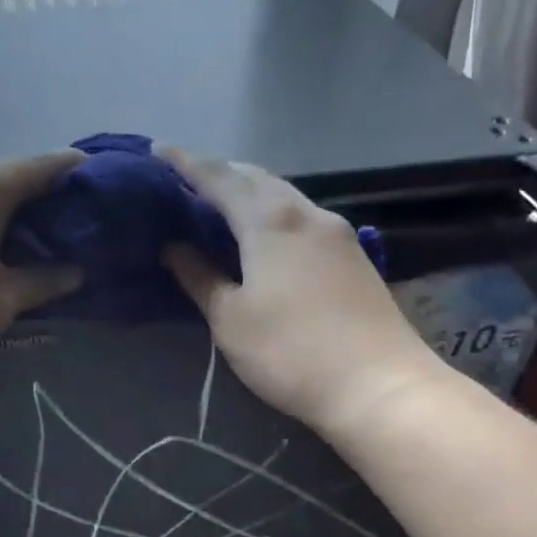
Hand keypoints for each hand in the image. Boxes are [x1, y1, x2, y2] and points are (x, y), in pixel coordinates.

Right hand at [159, 147, 441, 429]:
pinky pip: (301, 215)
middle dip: (219, 172)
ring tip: (219, 202)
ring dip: (249, 190)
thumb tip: (173, 247)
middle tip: (185, 178)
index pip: (219, 178)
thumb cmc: (290, 352)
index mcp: (270, 220)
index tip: (157, 151)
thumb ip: (199, 276)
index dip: (185, 163)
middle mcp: (305, 212)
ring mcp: (336, 232)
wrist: (380, 385)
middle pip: (256, 178)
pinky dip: (272, 211)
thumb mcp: (230, 318)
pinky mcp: (353, 254)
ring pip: (283, 195)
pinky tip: (263, 231)